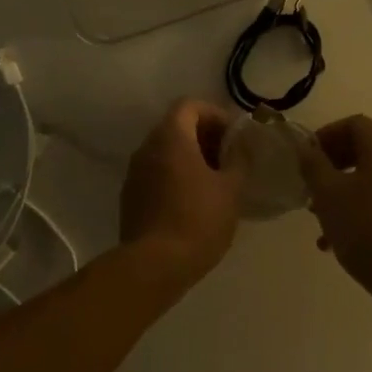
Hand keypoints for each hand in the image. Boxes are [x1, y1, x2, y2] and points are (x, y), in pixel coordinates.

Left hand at [119, 99, 243, 290]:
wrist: (154, 266)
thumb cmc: (198, 219)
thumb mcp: (230, 188)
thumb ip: (238, 159)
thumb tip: (241, 144)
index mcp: (171, 137)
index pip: (190, 105)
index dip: (214, 115)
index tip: (233, 136)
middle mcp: (147, 147)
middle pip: (176, 127)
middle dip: (204, 137)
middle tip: (228, 159)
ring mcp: (134, 173)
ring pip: (165, 152)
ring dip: (190, 158)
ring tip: (214, 182)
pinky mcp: (130, 197)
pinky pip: (156, 174)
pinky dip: (175, 176)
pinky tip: (193, 202)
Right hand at [300, 115, 371, 327]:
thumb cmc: (366, 228)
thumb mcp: (328, 194)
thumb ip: (313, 165)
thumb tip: (306, 148)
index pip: (354, 124)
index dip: (326, 135)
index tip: (307, 159)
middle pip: (363, 150)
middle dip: (332, 167)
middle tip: (311, 188)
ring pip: (370, 180)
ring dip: (342, 193)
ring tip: (320, 220)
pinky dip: (359, 211)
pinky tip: (337, 242)